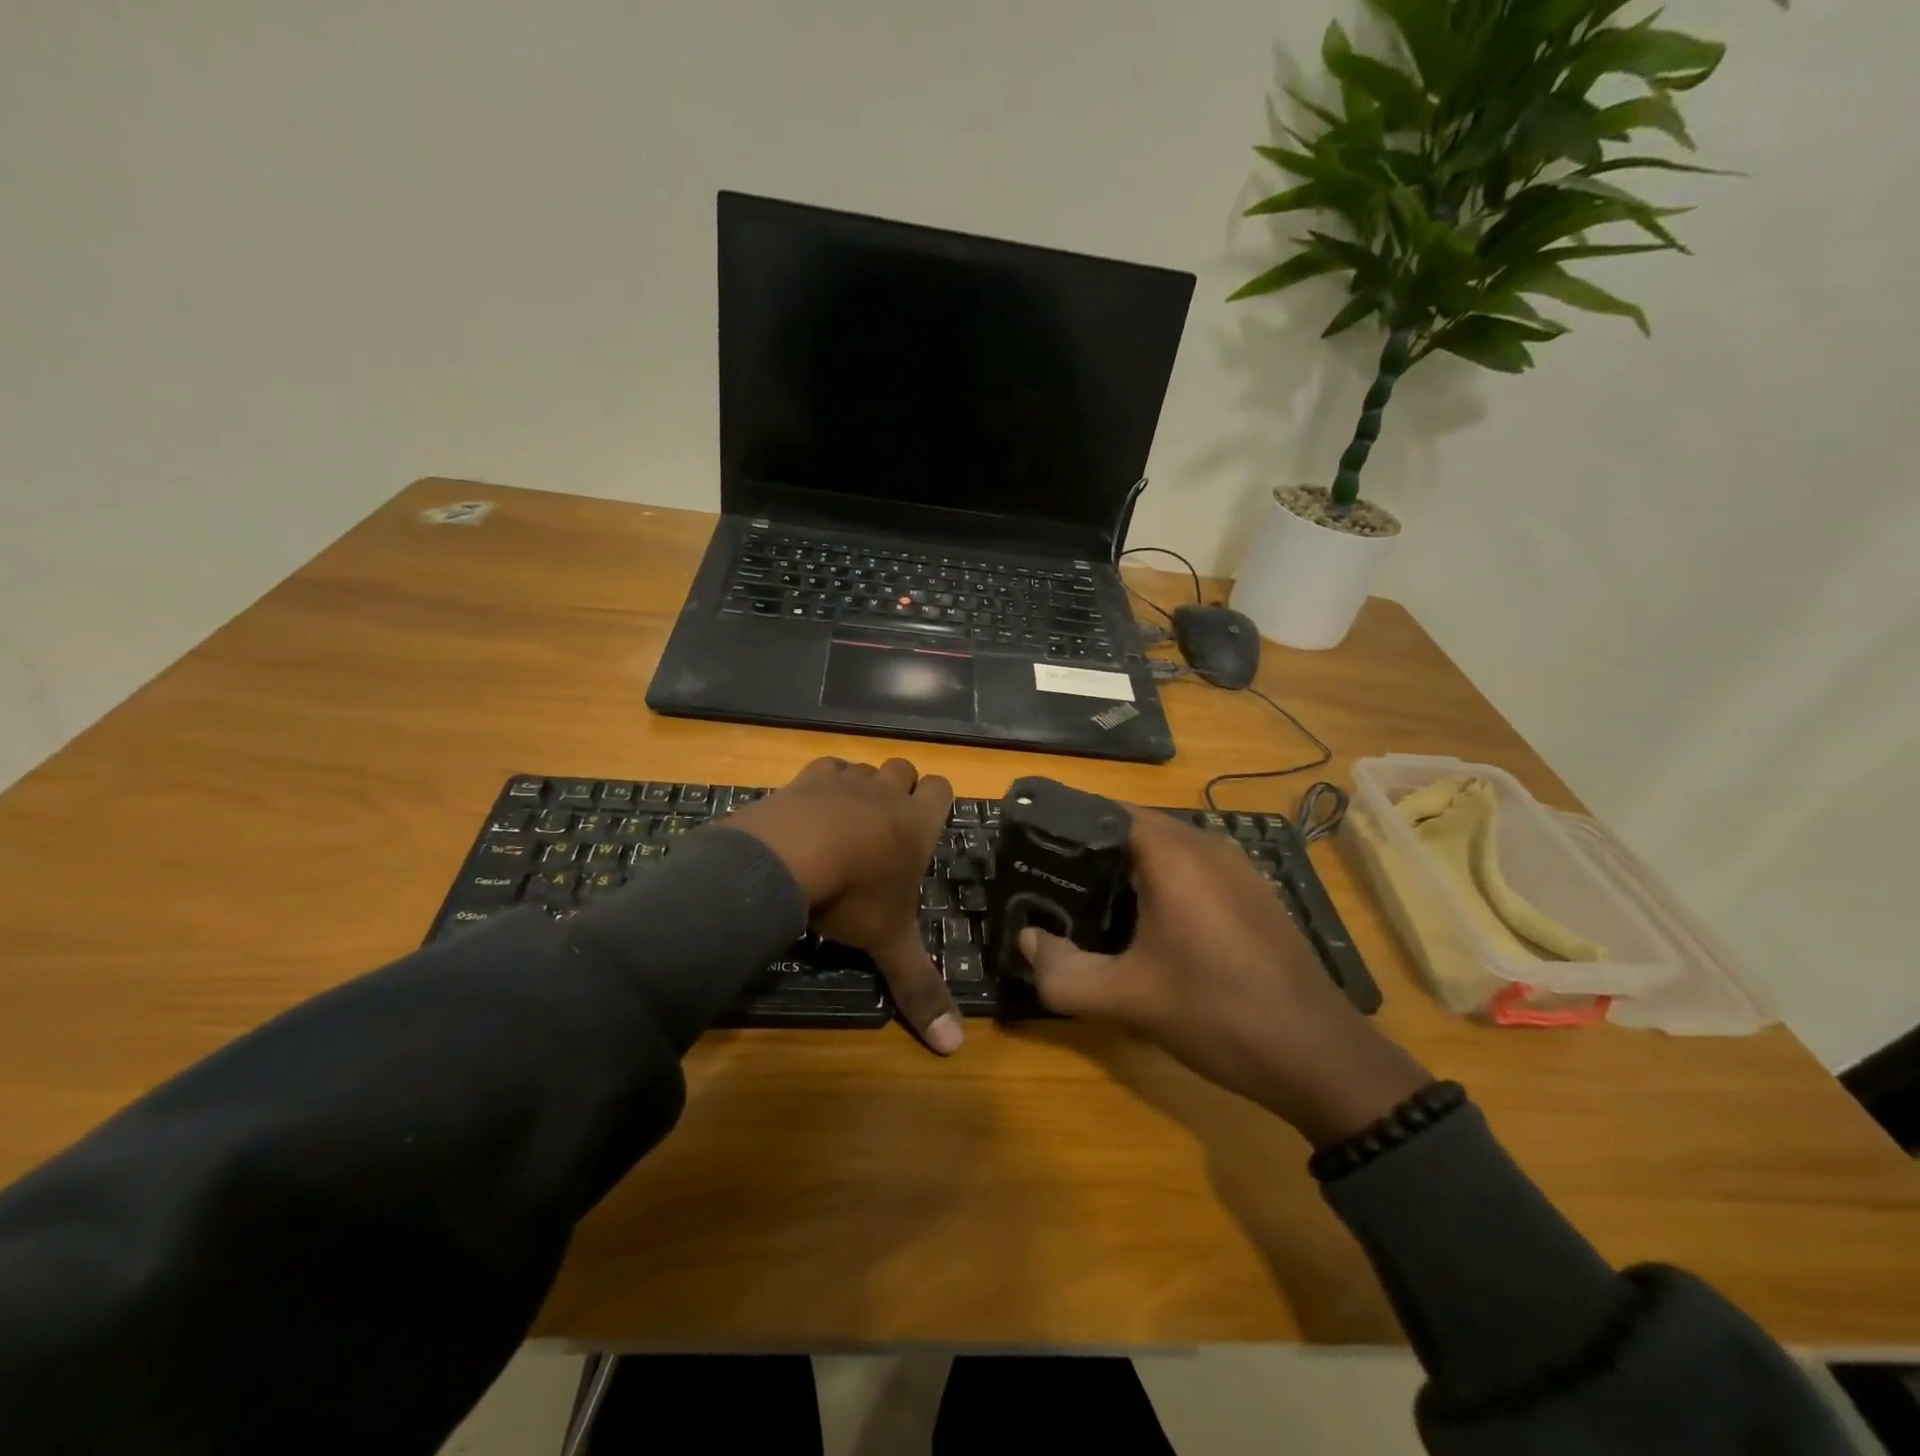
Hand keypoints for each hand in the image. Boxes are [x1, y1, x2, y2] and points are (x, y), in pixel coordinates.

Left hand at [728, 757, 962, 1054]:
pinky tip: (813, 810)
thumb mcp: (888, 943)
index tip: (925, 825)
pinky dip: (825, 783)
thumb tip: (955, 1047)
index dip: (937, 802)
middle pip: (905, 770)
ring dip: (863, 787)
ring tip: (848, 822)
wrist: (788, 859)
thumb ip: (920, 988)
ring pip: (866, 767)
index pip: (943, 789)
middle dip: (901, 789)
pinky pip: (826, 767)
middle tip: (887, 827)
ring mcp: (846, 780)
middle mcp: (886, 793)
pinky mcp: (806, 778)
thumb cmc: (853, 896)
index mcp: (917, 824)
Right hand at [1020, 807, 1429, 1146]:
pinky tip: (1143, 928)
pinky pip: (1191, 872)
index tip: (1030, 852)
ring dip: (1125, 871)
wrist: (1320, 1057)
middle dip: (1089, 853)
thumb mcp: (1128, 998)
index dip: (1064, 827)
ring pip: (1164, 851)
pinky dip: (1159, 885)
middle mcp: (1207, 846)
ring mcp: (1236, 868)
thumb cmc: (1217, 1014)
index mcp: (1174, 854)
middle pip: (1132, 829)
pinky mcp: (1252, 894)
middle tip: (1049, 884)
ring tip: (1086, 905)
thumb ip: (1063, 971)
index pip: (1105, 812)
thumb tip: (1026, 942)